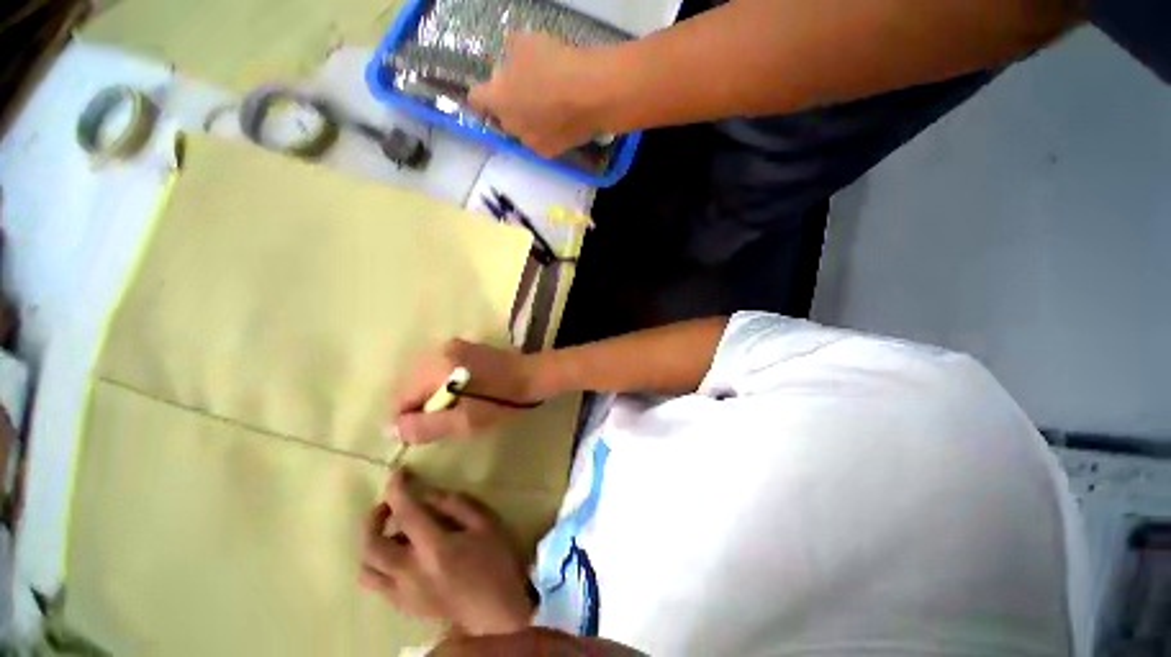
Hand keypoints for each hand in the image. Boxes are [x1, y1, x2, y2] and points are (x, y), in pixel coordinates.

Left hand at [360, 472, 533, 635]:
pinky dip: (380, 564)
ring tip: (391, 532)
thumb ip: (455, 504)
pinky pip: (378, 584)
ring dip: (371, 544)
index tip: (398, 473)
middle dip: (374, 518)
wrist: (497, 614)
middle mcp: (409, 573)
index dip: (397, 489)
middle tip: (390, 505)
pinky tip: (401, 556)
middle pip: (371, 545)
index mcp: (434, 548)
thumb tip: (427, 494)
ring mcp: (402, 594)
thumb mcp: (485, 523)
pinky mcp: (404, 607)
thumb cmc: (496, 561)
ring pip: (366, 569)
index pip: (405, 513)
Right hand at [388, 339, 543, 443]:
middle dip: (421, 407)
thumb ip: (426, 426)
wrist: (534, 376)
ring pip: (427, 379)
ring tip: (456, 410)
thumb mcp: (464, 421)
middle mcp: (440, 351)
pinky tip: (464, 395)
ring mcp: (454, 346)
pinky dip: (445, 386)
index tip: (422, 435)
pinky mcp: (467, 348)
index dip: (406, 419)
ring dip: (434, 397)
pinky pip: (442, 371)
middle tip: (444, 423)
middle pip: (412, 385)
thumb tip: (391, 429)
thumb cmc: (502, 401)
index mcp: (436, 366)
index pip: (401, 396)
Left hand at [470, 32, 609, 157]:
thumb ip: (510, 57)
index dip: (482, 92)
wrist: (588, 94)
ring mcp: (531, 142)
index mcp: (496, 99)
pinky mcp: (552, 152)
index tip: (492, 86)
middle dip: (510, 106)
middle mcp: (510, 127)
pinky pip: (544, 141)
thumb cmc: (552, 63)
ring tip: (549, 108)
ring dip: (531, 121)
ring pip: (525, 131)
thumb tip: (511, 65)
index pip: (476, 100)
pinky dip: (549, 133)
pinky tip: (561, 122)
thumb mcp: (523, 43)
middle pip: (502, 117)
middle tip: (527, 92)